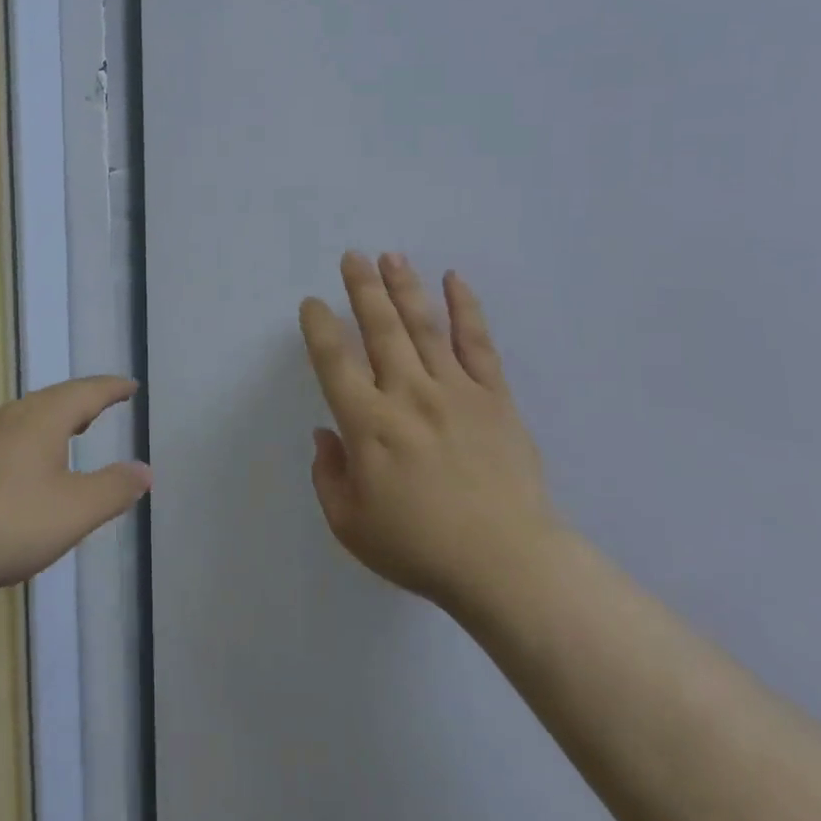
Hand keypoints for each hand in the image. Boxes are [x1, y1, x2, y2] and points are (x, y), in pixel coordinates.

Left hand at [0, 377, 151, 609]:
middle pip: (56, 398)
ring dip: (58, 418)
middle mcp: (13, 416)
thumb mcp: (75, 510)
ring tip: (75, 428)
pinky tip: (32, 464)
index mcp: (43, 417)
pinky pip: (12, 435)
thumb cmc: (10, 521)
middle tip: (107, 402)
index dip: (112, 389)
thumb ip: (114, 488)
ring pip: (31, 416)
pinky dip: (36, 438)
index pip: (87, 392)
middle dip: (85, 400)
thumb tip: (146, 470)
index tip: (131, 386)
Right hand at [299, 253, 557, 611]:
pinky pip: (477, 344)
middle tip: (352, 256)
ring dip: (404, 287)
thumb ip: (328, 475)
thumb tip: (326, 433)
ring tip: (390, 256)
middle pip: (380, 329)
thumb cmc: (420, 549)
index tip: (313, 304)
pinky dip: (465, 309)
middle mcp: (407, 395)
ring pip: (423, 326)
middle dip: (362, 288)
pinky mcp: (494, 397)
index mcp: (368, 425)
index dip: (319, 327)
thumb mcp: (350, 525)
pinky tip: (454, 280)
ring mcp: (454, 391)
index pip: (334, 361)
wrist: (507, 565)